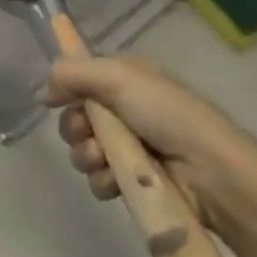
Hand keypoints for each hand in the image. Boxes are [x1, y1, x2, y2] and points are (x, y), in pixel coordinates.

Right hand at [47, 55, 256, 233]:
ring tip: (105, 161)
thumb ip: (73, 73)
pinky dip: (103, 181)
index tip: (58, 99)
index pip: (82, 79)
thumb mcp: (119, 78)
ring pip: (84, 151)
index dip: (69, 90)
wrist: (212, 172)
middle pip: (77, 117)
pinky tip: (116, 183)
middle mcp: (127, 110)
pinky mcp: (133, 181)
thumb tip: (44, 92)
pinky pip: (98, 179)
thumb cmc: (168, 115)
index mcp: (128, 79)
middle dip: (75, 128)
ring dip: (87, 156)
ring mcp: (131, 148)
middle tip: (87, 133)